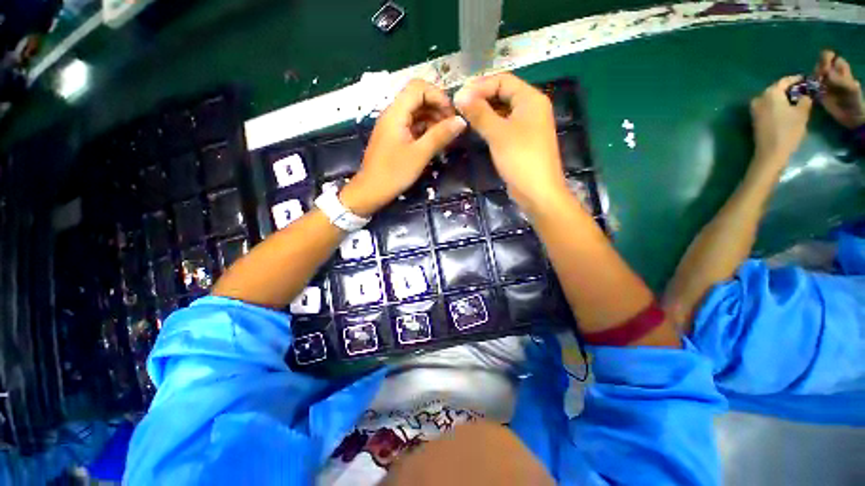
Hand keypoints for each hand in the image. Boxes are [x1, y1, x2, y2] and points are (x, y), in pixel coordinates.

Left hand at [341, 79, 466, 216]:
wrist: (371, 191)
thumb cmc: (394, 173)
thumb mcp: (420, 154)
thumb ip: (440, 135)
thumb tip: (461, 121)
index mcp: (396, 112)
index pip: (418, 87)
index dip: (438, 96)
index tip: (452, 115)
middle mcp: (393, 114)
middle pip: (418, 98)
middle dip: (438, 108)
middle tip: (452, 127)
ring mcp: (393, 126)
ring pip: (416, 113)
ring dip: (433, 120)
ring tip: (447, 136)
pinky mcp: (394, 137)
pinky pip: (412, 126)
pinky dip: (426, 130)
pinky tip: (435, 142)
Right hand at [453, 73, 568, 211]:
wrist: (537, 191)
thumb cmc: (520, 158)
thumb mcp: (498, 133)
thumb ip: (479, 113)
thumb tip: (459, 95)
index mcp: (530, 99)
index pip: (503, 80)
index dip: (480, 86)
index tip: (459, 97)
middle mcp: (531, 108)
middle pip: (503, 94)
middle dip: (481, 98)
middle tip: (459, 108)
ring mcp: (528, 126)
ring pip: (503, 111)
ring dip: (484, 112)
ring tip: (464, 118)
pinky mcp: (523, 141)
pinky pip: (505, 126)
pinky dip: (491, 125)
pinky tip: (477, 130)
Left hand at [750, 76, 812, 163]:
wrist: (771, 152)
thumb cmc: (788, 130)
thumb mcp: (802, 112)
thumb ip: (805, 99)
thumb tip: (806, 95)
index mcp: (770, 93)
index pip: (785, 81)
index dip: (796, 79)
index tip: (806, 80)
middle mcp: (759, 98)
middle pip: (777, 89)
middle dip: (790, 89)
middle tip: (803, 91)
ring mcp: (755, 109)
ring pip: (772, 98)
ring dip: (784, 98)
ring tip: (797, 100)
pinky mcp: (755, 119)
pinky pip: (768, 107)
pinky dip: (777, 105)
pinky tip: (787, 109)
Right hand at [814, 50, 864, 129]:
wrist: (852, 116)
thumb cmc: (853, 101)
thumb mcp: (850, 89)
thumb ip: (840, 80)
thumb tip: (826, 73)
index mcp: (840, 68)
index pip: (830, 56)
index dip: (825, 60)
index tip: (824, 70)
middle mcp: (831, 73)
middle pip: (820, 63)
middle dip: (817, 69)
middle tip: (818, 79)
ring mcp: (824, 83)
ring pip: (814, 74)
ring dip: (812, 78)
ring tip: (814, 86)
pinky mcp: (818, 93)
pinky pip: (810, 86)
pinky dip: (808, 87)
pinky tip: (810, 92)